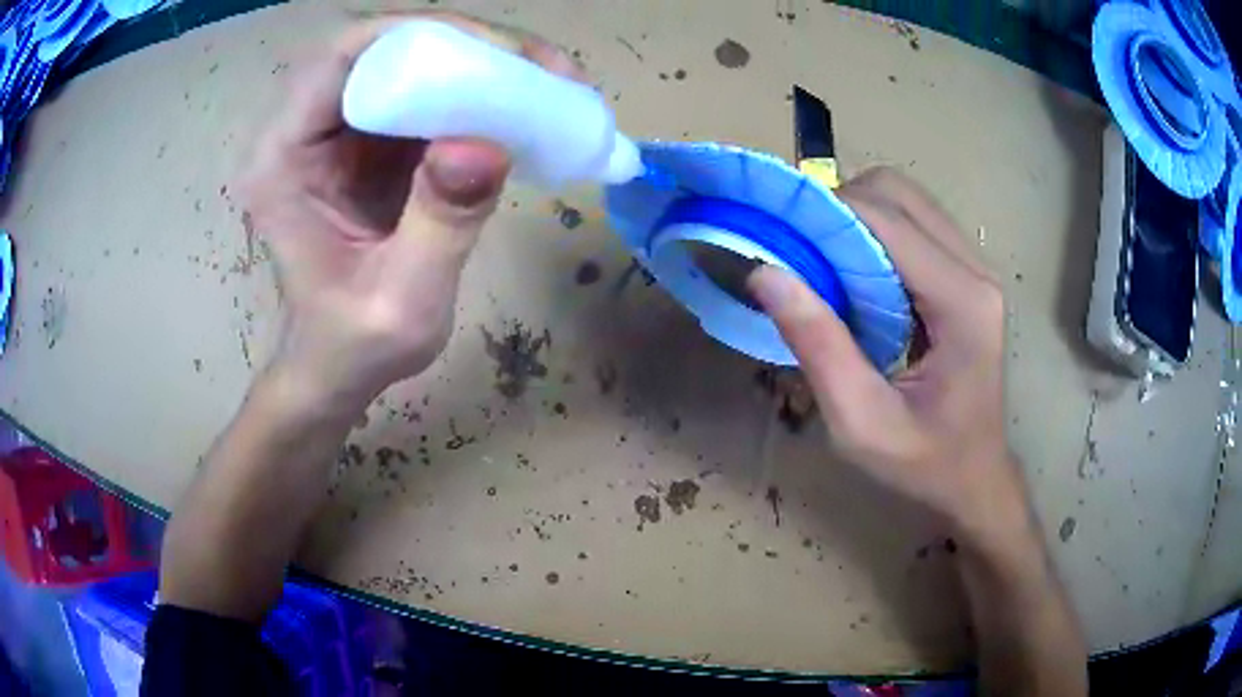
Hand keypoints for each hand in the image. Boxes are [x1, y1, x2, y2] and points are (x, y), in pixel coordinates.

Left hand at [237, 13, 582, 409]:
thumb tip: (487, 143)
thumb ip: (440, 225)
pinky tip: (522, 106)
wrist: (336, 364)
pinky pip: (426, 90)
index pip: (342, 57)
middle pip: (384, 46)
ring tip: (548, 84)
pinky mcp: (371, 139)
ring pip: (412, 60)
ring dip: (482, 62)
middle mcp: (303, 128)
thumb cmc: (352, 347)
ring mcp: (338, 129)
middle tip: (542, 68)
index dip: (420, 36)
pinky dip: (478, 89)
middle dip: (467, 44)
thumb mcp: (402, 303)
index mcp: (283, 159)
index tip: (501, 56)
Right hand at [749, 167, 1024, 537]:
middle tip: (801, 251)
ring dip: (858, 214)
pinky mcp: (968, 275)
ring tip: (825, 261)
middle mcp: (976, 271)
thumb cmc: (924, 463)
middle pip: (900, 194)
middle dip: (841, 206)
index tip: (775, 230)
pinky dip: (876, 230)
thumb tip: (765, 272)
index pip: (888, 222)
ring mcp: (976, 269)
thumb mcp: (861, 423)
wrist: (975, 479)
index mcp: (961, 304)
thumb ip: (818, 347)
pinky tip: (856, 272)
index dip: (826, 211)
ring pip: (908, 200)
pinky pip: (916, 223)